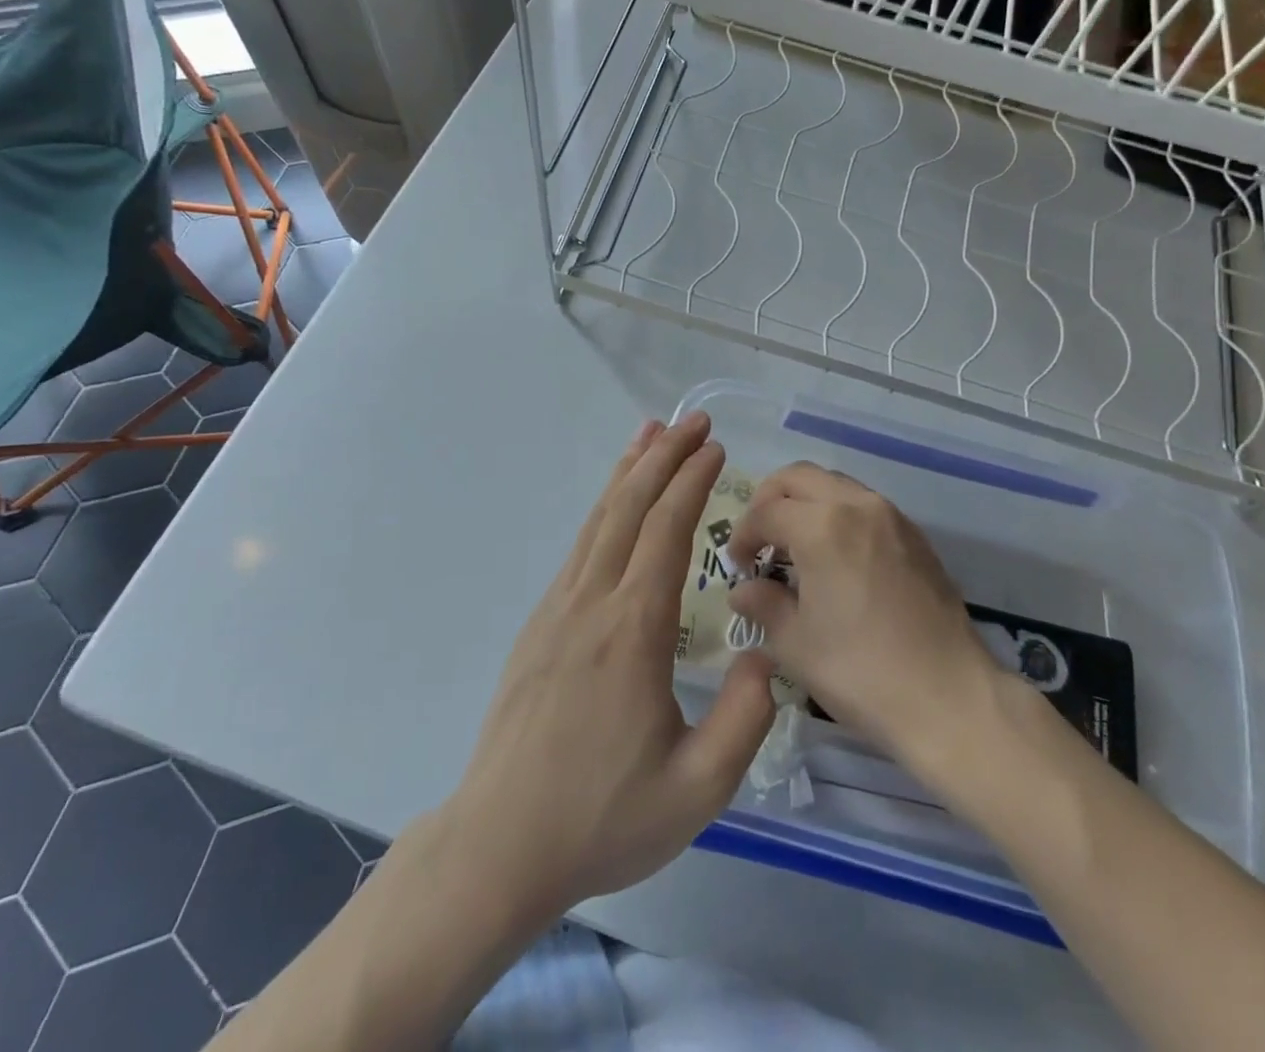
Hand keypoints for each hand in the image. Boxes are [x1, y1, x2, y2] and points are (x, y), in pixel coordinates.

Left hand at [442, 413, 775, 922]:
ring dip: (628, 471)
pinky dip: (603, 508)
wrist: (499, 845)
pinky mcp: (540, 624)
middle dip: (664, 457)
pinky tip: (614, 503)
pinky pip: (580, 546)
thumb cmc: (602, 817)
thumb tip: (765, 654)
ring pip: (598, 519)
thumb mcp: (698, 789)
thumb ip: (746, 718)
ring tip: (651, 432)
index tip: (715, 448)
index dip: (692, 483)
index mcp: (633, 630)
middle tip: (694, 419)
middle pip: (629, 508)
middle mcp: (592, 602)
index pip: (666, 532)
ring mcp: (558, 608)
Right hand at [727, 462, 996, 765]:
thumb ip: (763, 604)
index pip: (766, 512)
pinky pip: (865, 505)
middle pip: (799, 477)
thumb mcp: (795, 643)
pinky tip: (836, 558)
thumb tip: (743, 590)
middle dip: (769, 500)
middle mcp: (857, 505)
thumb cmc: (860, 671)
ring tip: (796, 547)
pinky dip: (839, 514)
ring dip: (806, 503)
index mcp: (822, 526)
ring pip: (835, 485)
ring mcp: (892, 517)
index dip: (743, 535)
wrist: (950, 698)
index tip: (737, 566)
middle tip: (760, 540)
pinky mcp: (915, 536)